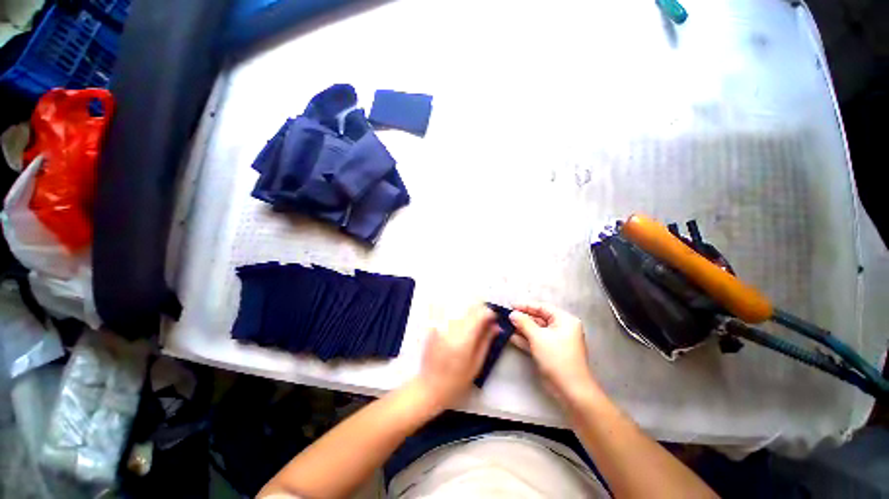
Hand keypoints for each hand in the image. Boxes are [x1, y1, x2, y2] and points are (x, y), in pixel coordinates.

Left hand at [414, 304, 497, 411]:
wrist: (430, 386)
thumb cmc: (456, 380)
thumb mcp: (476, 364)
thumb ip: (486, 341)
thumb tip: (496, 326)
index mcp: (464, 338)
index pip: (480, 314)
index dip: (489, 313)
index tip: (494, 319)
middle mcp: (451, 327)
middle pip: (469, 307)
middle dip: (480, 311)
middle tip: (485, 321)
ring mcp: (440, 325)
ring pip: (459, 308)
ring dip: (469, 311)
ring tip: (473, 323)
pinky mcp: (433, 325)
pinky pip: (448, 312)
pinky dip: (457, 314)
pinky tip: (460, 324)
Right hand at [509, 303, 599, 405]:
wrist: (570, 390)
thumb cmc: (557, 358)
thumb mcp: (538, 337)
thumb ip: (524, 323)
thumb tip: (512, 314)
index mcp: (564, 320)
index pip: (543, 307)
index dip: (526, 306)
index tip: (511, 306)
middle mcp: (562, 328)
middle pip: (539, 318)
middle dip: (523, 318)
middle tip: (506, 316)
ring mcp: (556, 341)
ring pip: (536, 330)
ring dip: (522, 328)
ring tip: (506, 325)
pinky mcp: (550, 352)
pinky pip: (536, 340)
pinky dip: (525, 339)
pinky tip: (511, 336)